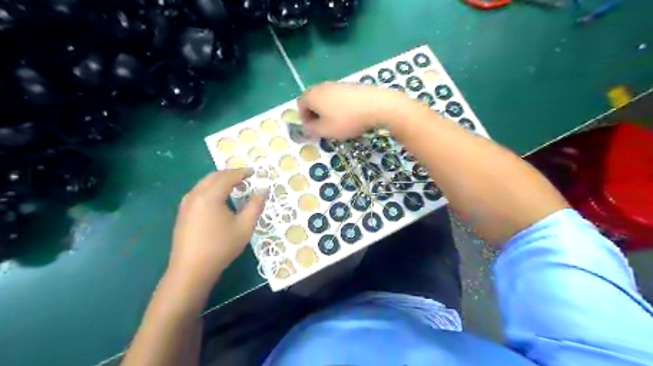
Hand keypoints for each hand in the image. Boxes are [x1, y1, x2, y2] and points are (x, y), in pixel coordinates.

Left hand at [166, 170, 265, 293]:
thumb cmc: (221, 247)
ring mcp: (186, 203)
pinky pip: (199, 191)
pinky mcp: (183, 212)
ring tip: (234, 185)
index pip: (228, 177)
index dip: (242, 172)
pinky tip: (219, 198)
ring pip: (204, 183)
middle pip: (214, 176)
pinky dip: (211, 188)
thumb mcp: (244, 227)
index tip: (254, 172)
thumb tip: (264, 189)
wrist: (191, 270)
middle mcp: (195, 195)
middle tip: (245, 177)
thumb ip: (255, 205)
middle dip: (230, 173)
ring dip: (220, 180)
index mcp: (210, 196)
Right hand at [297, 81, 406, 140]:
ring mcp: (338, 84)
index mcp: (312, 95)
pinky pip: (339, 97)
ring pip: (326, 98)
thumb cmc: (346, 120)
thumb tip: (306, 127)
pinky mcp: (351, 85)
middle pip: (313, 100)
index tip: (313, 130)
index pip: (300, 105)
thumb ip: (311, 130)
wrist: (376, 105)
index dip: (304, 118)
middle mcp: (322, 86)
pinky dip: (340, 106)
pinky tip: (350, 116)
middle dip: (315, 114)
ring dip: (328, 110)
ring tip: (338, 123)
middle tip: (324, 127)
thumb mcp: (325, 131)